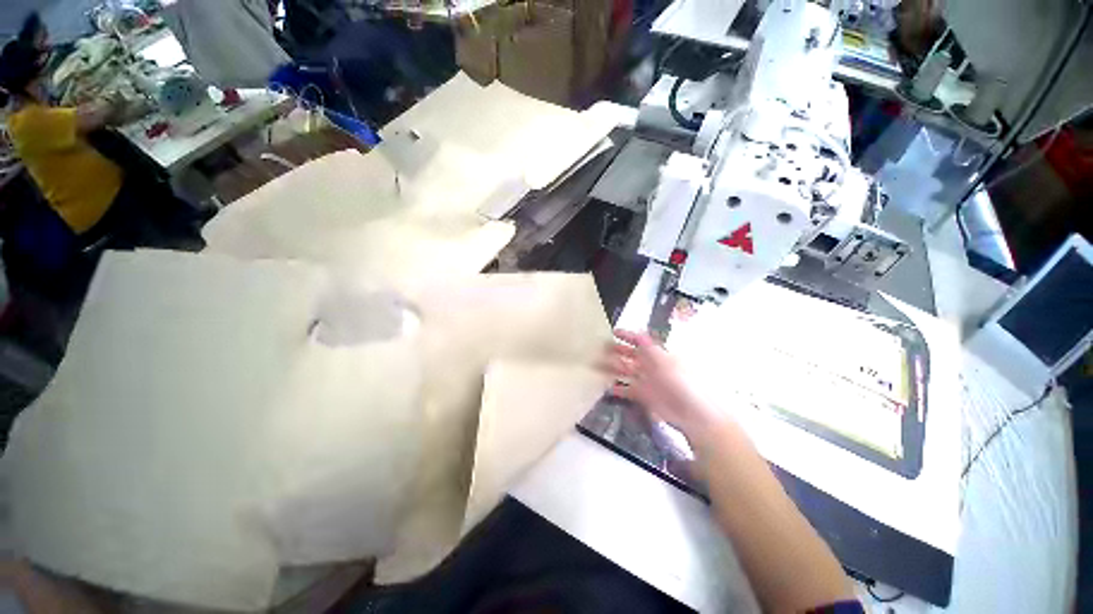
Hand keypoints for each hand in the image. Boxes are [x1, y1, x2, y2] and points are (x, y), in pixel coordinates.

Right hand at [600, 330, 727, 443]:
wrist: (692, 413)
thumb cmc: (682, 383)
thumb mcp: (665, 361)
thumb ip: (649, 347)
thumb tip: (639, 331)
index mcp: (657, 355)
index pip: (640, 341)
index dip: (628, 336)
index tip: (614, 332)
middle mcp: (650, 366)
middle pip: (631, 355)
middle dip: (617, 350)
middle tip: (601, 348)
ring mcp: (646, 381)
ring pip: (626, 371)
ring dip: (613, 368)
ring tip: (598, 365)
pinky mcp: (643, 396)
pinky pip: (627, 390)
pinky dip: (617, 389)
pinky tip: (607, 388)